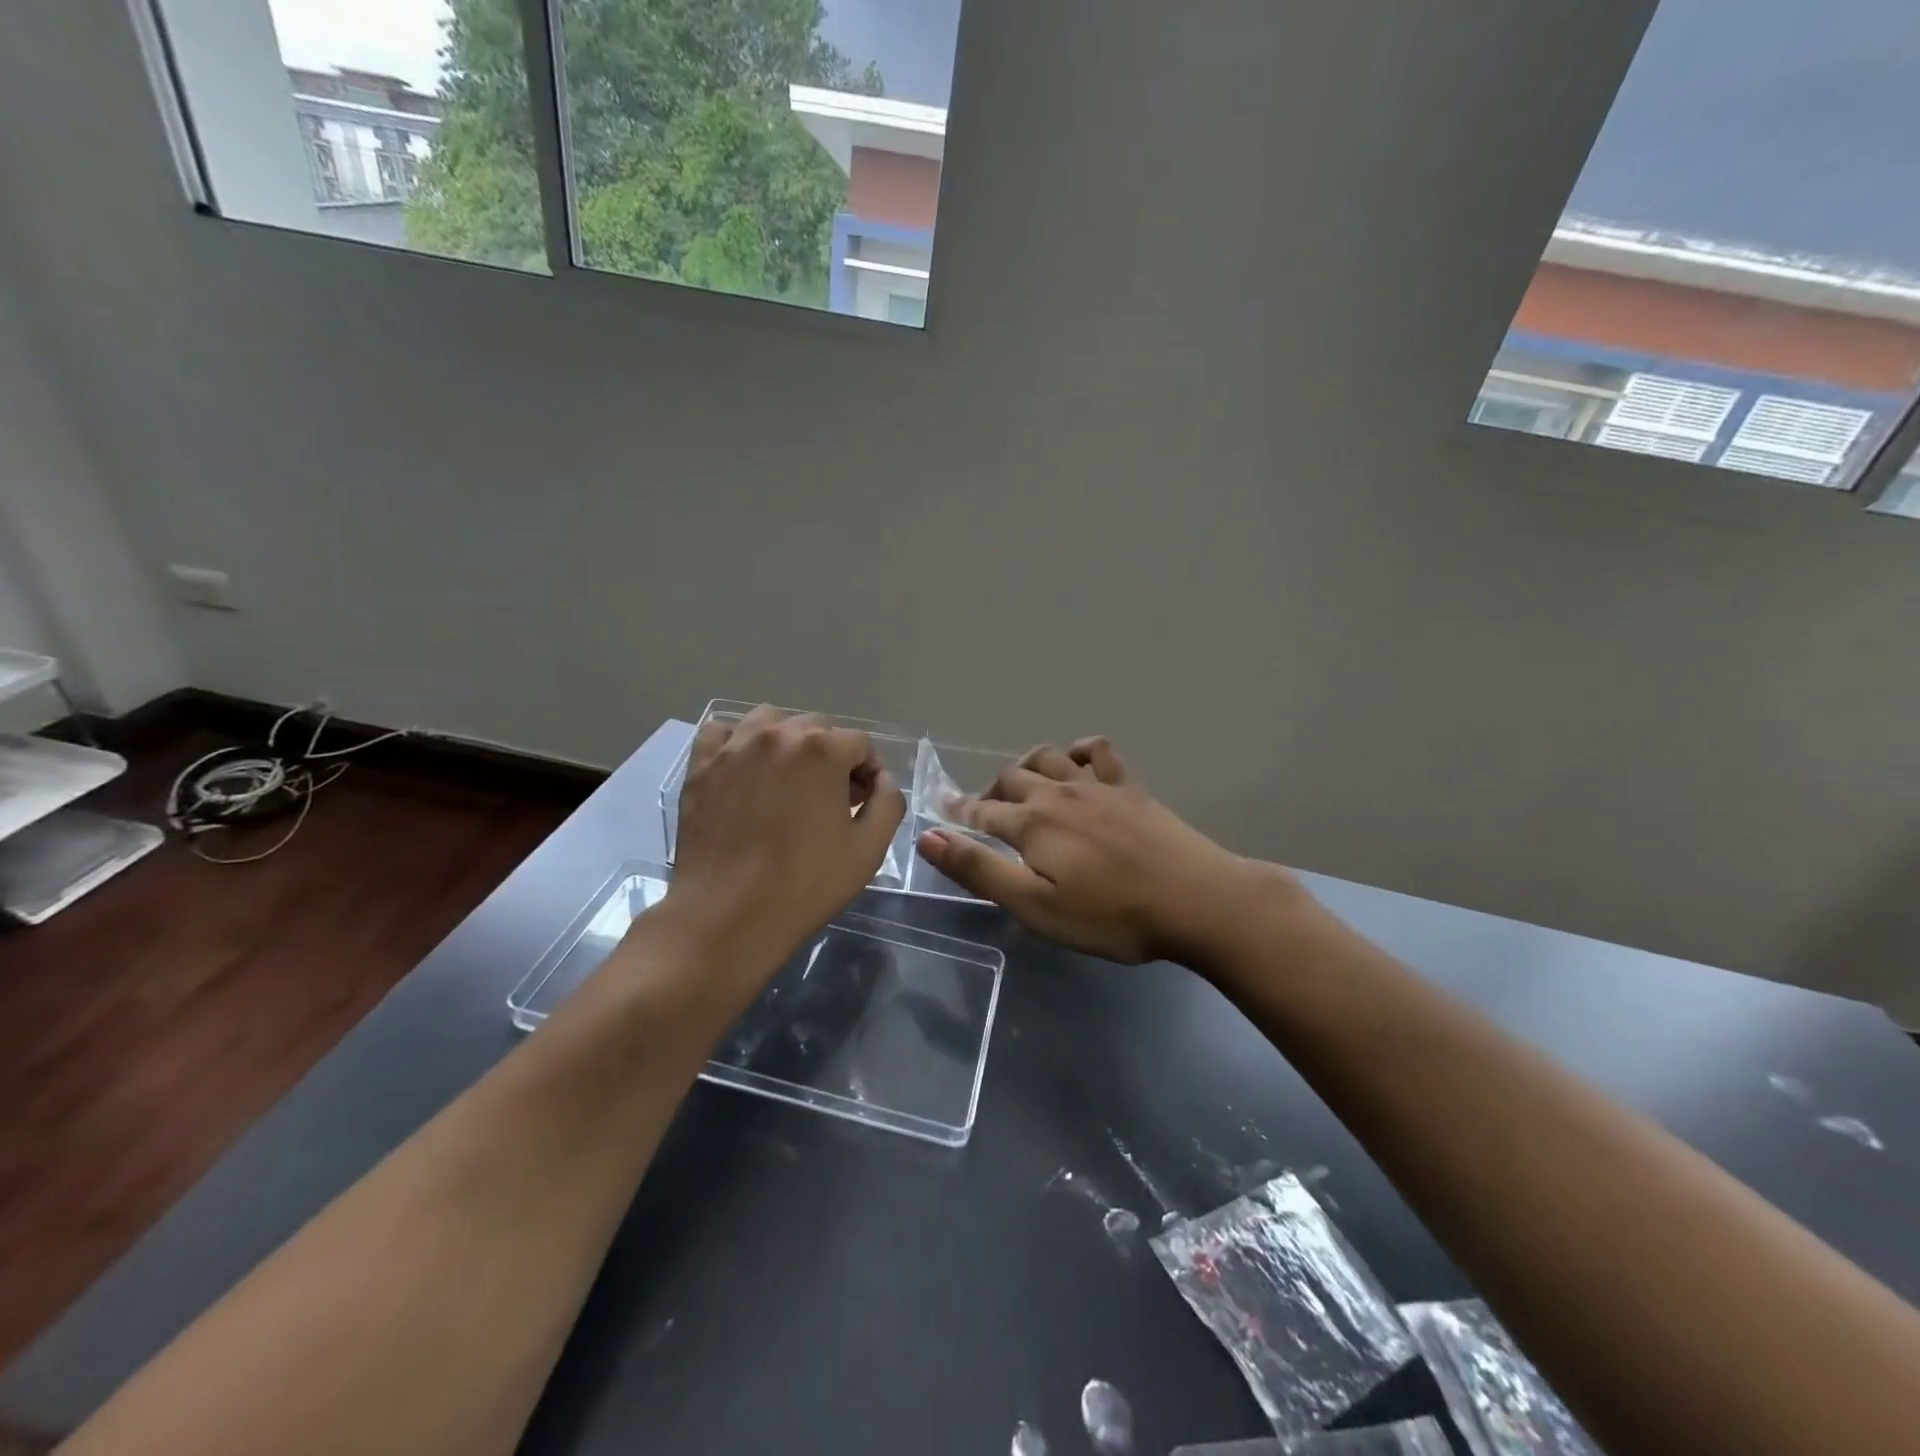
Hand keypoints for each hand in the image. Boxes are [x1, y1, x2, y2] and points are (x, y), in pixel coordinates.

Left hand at [663, 707, 905, 997]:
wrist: (726, 915)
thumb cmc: (804, 884)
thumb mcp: (868, 850)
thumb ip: (888, 803)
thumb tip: (882, 781)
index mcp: (823, 749)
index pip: (860, 744)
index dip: (869, 772)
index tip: (864, 802)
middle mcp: (778, 734)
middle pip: (817, 728)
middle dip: (832, 757)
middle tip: (831, 798)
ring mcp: (734, 747)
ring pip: (770, 721)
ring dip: (788, 741)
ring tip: (788, 779)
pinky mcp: (701, 766)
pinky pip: (722, 732)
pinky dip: (738, 742)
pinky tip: (745, 769)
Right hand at [917, 737, 1287, 964]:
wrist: (1195, 900)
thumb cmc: (1110, 915)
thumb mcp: (1035, 906)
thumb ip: (979, 870)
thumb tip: (928, 837)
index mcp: (1031, 823)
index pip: (981, 811)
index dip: (958, 811)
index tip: (941, 807)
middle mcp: (1058, 793)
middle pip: (1011, 778)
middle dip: (990, 791)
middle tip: (983, 810)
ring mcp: (1097, 785)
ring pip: (1048, 758)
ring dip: (1026, 766)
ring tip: (1022, 782)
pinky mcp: (1131, 787)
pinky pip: (1098, 752)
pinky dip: (1079, 750)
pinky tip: (1076, 760)